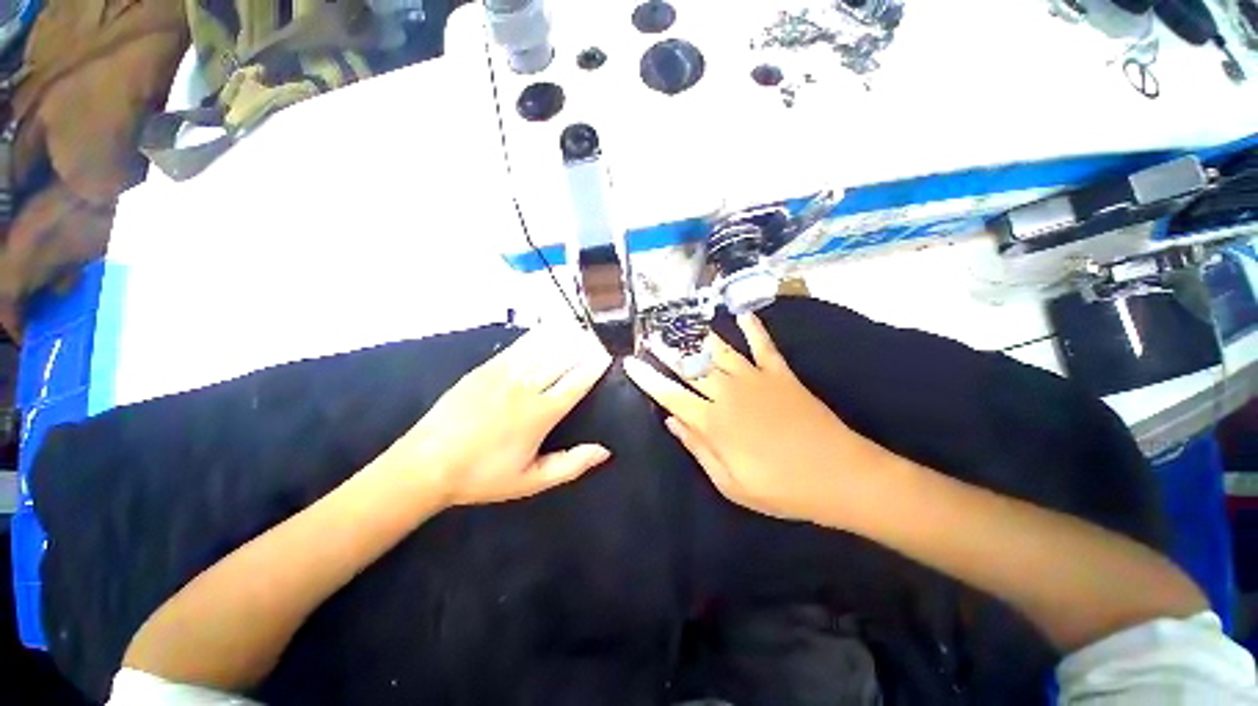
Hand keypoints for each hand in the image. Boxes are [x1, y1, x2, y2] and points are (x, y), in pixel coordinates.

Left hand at [388, 325, 613, 506]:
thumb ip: (571, 465)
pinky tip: (548, 329)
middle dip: (584, 347)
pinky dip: (538, 335)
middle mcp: (527, 387)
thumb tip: (605, 451)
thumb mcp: (531, 481)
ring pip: (544, 347)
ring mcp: (505, 373)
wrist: (426, 464)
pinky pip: (519, 345)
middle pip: (564, 359)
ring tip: (580, 330)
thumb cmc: (483, 476)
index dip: (594, 367)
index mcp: (540, 414)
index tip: (607, 356)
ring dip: (565, 337)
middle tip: (598, 340)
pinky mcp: (486, 367)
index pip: (576, 382)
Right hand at [624, 314, 888, 524]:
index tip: (630, 362)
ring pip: (718, 350)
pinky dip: (751, 327)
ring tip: (680, 322)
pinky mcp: (780, 373)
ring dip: (696, 336)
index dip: (647, 378)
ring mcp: (756, 378)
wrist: (840, 476)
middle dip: (665, 350)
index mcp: (713, 422)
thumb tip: (670, 421)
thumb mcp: (730, 483)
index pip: (669, 394)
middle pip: (689, 366)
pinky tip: (741, 313)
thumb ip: (698, 448)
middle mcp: (728, 393)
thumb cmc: (781, 488)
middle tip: (649, 335)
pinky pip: (762, 344)